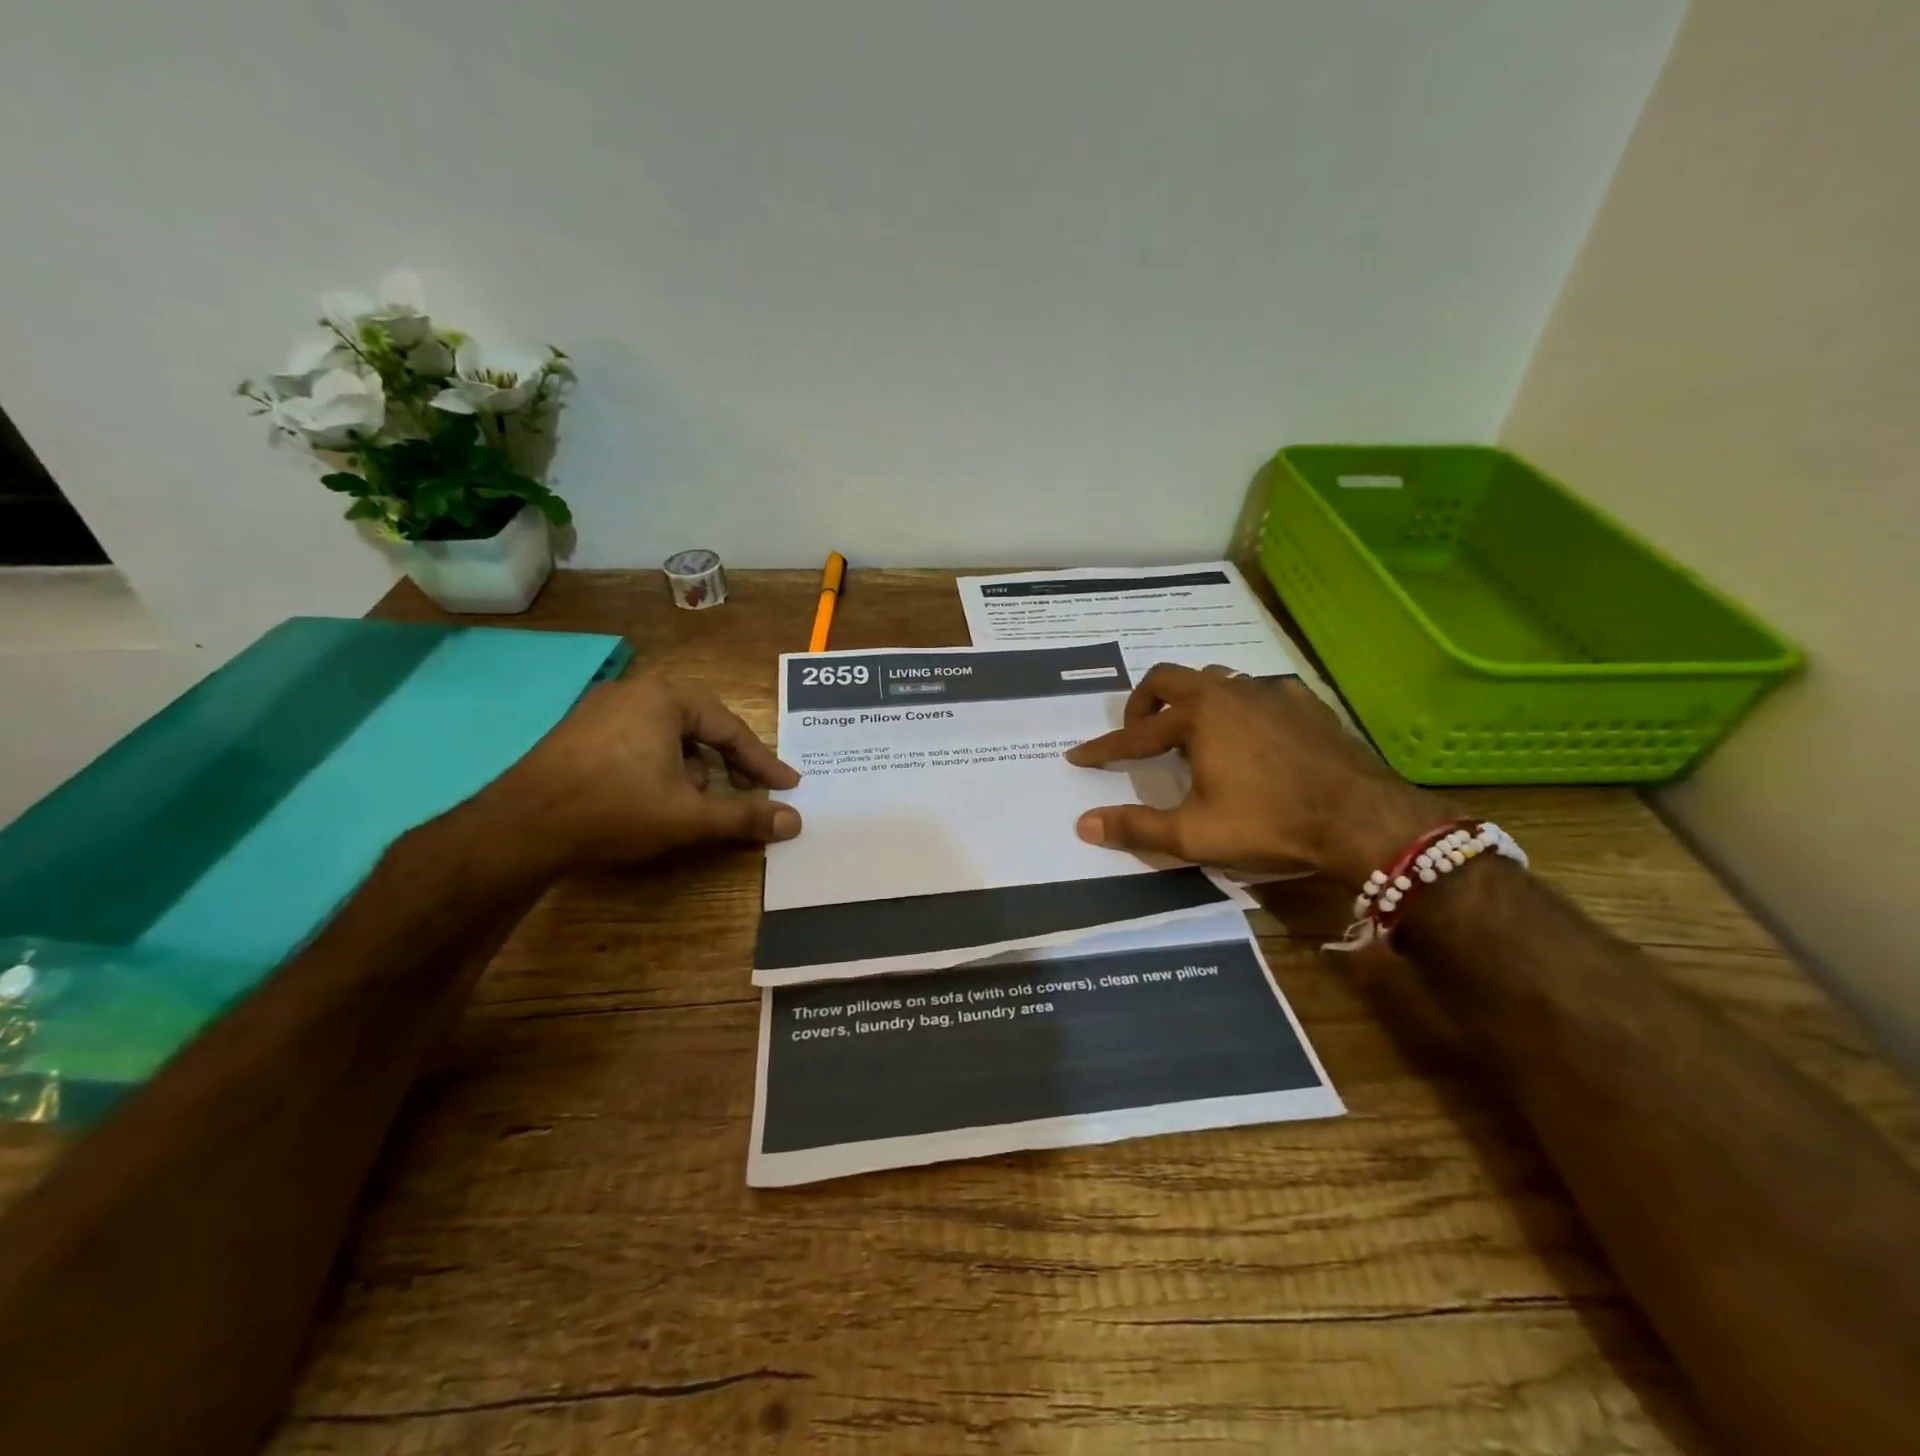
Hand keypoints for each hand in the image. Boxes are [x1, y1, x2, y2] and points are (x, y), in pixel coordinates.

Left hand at [488, 672, 801, 867]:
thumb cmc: (615, 809)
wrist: (518, 828)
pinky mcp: (577, 732)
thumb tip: (795, 822)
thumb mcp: (688, 816)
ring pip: (668, 734)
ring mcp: (600, 709)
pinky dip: (660, 764)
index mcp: (666, 697)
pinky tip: (654, 796)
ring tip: (698, 799)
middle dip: (727, 761)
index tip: (787, 785)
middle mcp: (634, 691)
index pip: (731, 730)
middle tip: (748, 789)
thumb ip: (745, 816)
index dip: (763, 763)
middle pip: (700, 726)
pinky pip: (638, 740)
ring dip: (693, 766)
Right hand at [1065, 665, 1454, 887]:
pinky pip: (1260, 692)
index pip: (1135, 733)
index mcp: (1198, 717)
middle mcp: (1229, 693)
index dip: (1104, 748)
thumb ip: (1135, 827)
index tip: (1079, 757)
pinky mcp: (1305, 705)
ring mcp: (1271, 693)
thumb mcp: (1193, 834)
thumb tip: (1083, 824)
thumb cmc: (1269, 823)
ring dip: (1192, 700)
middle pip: (1169, 678)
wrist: (1362, 820)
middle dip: (1143, 703)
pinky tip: (1250, 733)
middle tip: (1137, 733)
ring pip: (1216, 678)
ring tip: (1190, 732)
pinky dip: (1240, 707)